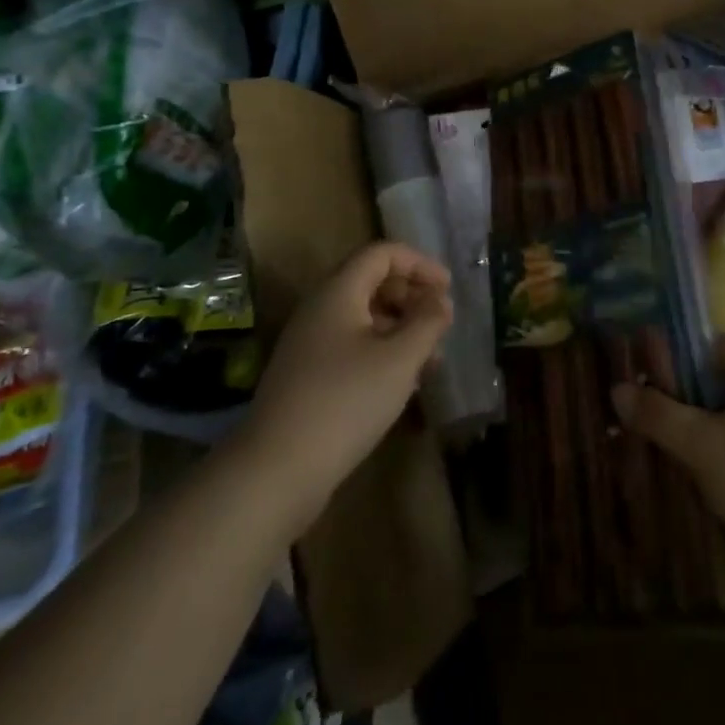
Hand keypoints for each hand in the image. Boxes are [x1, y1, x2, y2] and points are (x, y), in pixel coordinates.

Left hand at [244, 241, 453, 533]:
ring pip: (363, 317)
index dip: (419, 263)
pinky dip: (381, 352)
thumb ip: (427, 322)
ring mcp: (309, 344)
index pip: (381, 253)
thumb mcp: (400, 359)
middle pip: (371, 282)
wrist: (277, 470)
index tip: (448, 289)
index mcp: (338, 292)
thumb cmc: (346, 401)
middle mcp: (320, 309)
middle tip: (440, 322)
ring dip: (400, 327)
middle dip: (411, 295)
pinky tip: (402, 383)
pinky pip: (351, 346)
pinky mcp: (307, 376)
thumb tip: (440, 300)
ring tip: (430, 359)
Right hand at [612, 335, 724, 615]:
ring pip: (716, 426)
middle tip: (628, 404)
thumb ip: (659, 414)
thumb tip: (617, 388)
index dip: (678, 350)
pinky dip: (698, 462)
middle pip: (712, 387)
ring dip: (682, 433)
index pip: (715, 346)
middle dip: (672, 396)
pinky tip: (665, 473)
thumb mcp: (705, 445)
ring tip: (636, 438)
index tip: (639, 363)